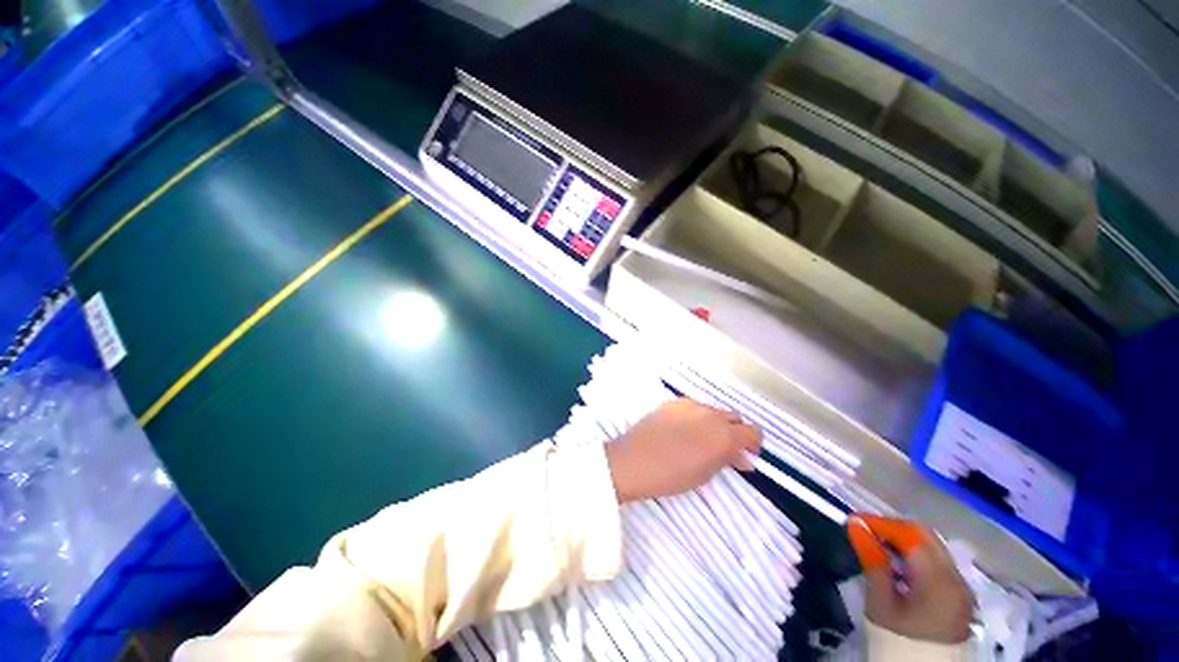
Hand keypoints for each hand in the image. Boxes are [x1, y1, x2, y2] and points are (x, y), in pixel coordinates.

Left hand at [606, 399, 760, 503]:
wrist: (633, 460)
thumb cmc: (671, 475)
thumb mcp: (706, 474)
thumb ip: (727, 460)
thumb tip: (741, 457)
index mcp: (724, 434)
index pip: (753, 431)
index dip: (753, 444)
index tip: (745, 455)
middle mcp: (711, 414)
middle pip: (734, 417)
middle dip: (734, 432)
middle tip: (724, 449)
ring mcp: (690, 404)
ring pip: (714, 411)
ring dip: (715, 423)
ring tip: (700, 440)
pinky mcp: (674, 402)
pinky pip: (694, 407)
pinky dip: (697, 417)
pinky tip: (683, 430)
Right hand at [847, 515, 973, 643]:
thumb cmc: (897, 639)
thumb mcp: (880, 602)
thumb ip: (873, 561)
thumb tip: (856, 526)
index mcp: (939, 581)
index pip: (911, 535)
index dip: (881, 523)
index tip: (853, 521)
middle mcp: (957, 578)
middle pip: (926, 536)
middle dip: (893, 528)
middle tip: (865, 530)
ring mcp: (962, 586)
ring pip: (933, 546)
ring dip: (905, 541)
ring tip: (877, 545)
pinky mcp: (960, 593)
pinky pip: (938, 561)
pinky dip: (916, 555)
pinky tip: (897, 564)